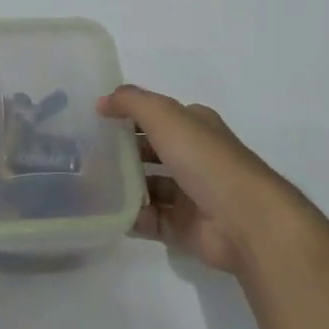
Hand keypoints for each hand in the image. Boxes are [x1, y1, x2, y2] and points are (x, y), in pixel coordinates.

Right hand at [97, 83, 314, 274]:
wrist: (244, 219)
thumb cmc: (206, 160)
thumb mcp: (166, 116)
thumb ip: (132, 102)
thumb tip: (102, 101)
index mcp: (196, 127)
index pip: (158, 116)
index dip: (129, 115)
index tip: (94, 120)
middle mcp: (195, 157)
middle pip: (151, 152)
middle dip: (122, 152)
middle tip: (85, 155)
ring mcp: (190, 194)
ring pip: (149, 187)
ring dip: (124, 186)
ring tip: (90, 185)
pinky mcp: (184, 227)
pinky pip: (150, 220)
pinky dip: (131, 217)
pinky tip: (107, 213)